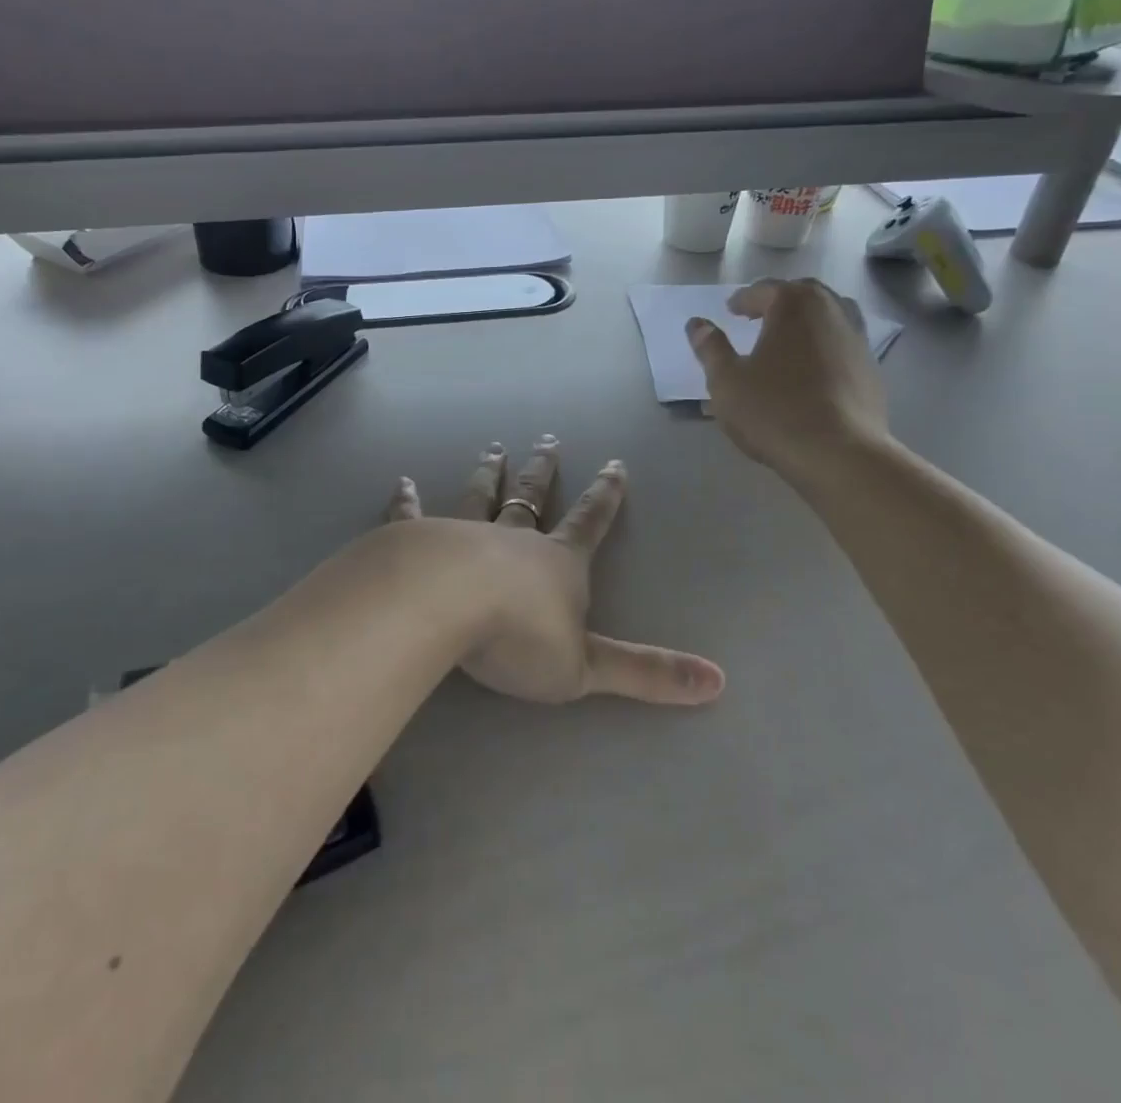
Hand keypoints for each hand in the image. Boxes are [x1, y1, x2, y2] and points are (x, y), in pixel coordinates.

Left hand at [385, 437, 723, 706]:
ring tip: (494, 448)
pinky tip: (401, 483)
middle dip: (544, 471)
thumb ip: (648, 674)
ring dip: (490, 474)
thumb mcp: (588, 666)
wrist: (447, 607)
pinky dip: (407, 500)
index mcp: (558, 564)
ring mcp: (464, 533)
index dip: (605, 496)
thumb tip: (719, 682)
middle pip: (533, 498)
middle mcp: (513, 539)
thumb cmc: (520, 638)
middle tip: (547, 439)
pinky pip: (412, 515)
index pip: (590, 523)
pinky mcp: (418, 539)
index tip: (614, 463)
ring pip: (481, 497)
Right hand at [686, 278, 890, 478]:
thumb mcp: (726, 380)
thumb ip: (710, 348)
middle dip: (778, 302)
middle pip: (802, 294)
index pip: (764, 290)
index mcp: (794, 305)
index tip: (730, 311)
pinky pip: (841, 344)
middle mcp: (831, 310)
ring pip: (828, 316)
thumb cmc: (774, 410)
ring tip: (786, 341)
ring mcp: (857, 338)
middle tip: (757, 317)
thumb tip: (697, 324)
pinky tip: (810, 371)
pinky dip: (823, 346)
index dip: (744, 300)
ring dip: (805, 321)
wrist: (839, 453)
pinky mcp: (871, 368)